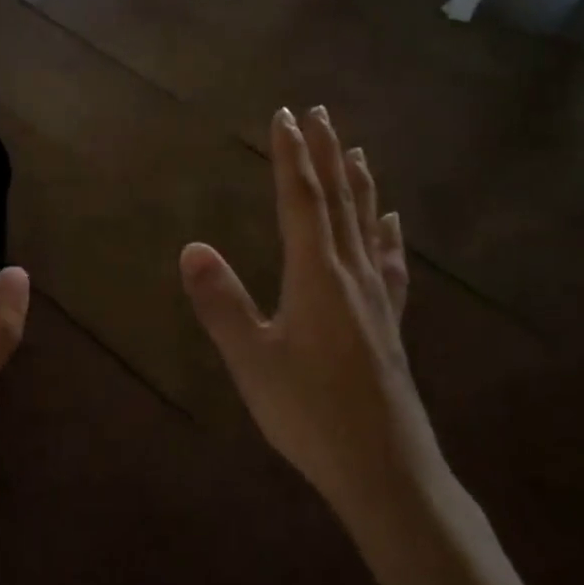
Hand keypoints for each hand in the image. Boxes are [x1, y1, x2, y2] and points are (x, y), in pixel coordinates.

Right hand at [181, 107, 430, 529]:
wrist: (388, 471)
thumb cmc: (311, 415)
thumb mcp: (253, 361)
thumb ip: (221, 303)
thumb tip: (191, 246)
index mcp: (316, 275)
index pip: (301, 200)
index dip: (291, 156)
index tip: (285, 115)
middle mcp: (350, 274)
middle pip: (338, 200)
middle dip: (325, 153)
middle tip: (319, 112)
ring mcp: (376, 297)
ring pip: (366, 223)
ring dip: (357, 182)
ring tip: (356, 149)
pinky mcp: (390, 322)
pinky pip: (388, 262)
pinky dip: (386, 233)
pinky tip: (392, 222)